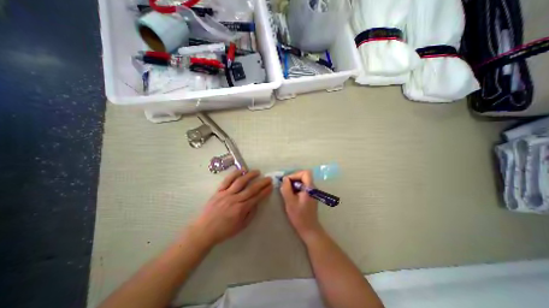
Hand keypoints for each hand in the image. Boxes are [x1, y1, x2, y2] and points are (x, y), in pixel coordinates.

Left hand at [190, 171, 272, 247]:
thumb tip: (256, 203)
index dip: (265, 191)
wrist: (204, 231)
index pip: (257, 197)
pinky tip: (241, 170)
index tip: (271, 186)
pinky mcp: (219, 191)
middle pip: (251, 188)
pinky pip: (227, 180)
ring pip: (240, 181)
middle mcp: (235, 199)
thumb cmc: (224, 230)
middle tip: (268, 178)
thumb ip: (250, 214)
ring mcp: (226, 194)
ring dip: (250, 175)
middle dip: (262, 183)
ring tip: (257, 171)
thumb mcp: (241, 226)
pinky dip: (235, 174)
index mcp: (241, 209)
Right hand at [281, 171, 322, 240]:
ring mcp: (313, 192)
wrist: (309, 229)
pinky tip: (292, 196)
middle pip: (304, 176)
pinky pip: (303, 187)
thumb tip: (285, 179)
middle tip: (285, 186)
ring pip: (303, 181)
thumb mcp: (290, 202)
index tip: (287, 181)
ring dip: (294, 184)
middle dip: (293, 179)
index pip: (305, 173)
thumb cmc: (299, 216)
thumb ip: (286, 188)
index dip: (295, 174)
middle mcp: (313, 188)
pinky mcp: (310, 196)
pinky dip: (296, 188)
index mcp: (310, 188)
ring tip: (287, 192)